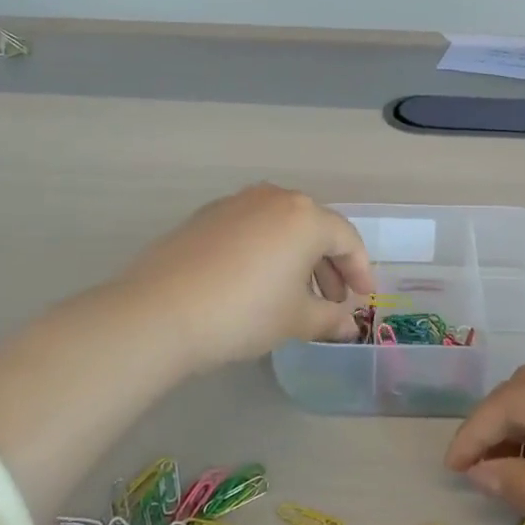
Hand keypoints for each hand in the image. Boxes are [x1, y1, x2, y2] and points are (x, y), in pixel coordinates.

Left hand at [118, 185, 375, 371]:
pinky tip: (256, 282)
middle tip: (332, 300)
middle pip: (314, 228)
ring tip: (294, 295)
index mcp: (304, 217)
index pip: (346, 239)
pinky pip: (251, 229)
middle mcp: (273, 198)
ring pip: (280, 227)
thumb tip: (348, 326)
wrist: (161, 312)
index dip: (360, 270)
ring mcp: (235, 203)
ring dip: (296, 258)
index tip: (362, 298)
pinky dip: (265, 251)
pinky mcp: (205, 216)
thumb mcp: (295, 320)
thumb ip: (329, 319)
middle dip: (328, 265)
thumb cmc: (245, 312)